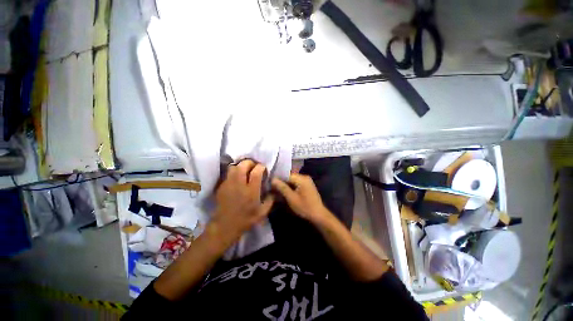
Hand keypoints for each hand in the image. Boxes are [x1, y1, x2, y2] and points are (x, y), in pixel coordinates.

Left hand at [210, 160, 274, 245]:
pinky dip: (234, 173)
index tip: (264, 168)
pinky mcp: (222, 186)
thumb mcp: (263, 212)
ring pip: (234, 167)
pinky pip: (228, 174)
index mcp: (251, 191)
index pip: (256, 172)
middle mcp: (239, 184)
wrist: (225, 226)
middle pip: (243, 165)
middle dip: (250, 162)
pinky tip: (237, 179)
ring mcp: (229, 184)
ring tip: (245, 171)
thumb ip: (270, 200)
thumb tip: (273, 189)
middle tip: (254, 167)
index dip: (261, 167)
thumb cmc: (246, 219)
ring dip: (241, 166)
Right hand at [271, 173, 330, 222]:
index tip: (270, 184)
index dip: (278, 179)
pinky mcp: (307, 186)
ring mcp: (307, 181)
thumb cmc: (304, 207)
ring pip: (292, 181)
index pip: (286, 175)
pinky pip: (296, 184)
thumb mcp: (291, 198)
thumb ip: (282, 187)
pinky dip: (290, 187)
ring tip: (277, 191)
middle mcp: (305, 177)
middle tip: (272, 188)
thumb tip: (273, 179)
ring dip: (285, 186)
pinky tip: (285, 192)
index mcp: (302, 178)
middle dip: (281, 183)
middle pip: (289, 177)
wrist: (318, 215)